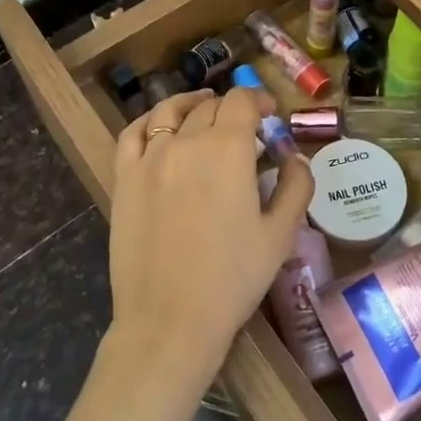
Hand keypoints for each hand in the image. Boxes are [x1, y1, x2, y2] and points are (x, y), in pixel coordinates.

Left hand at [105, 88, 314, 395]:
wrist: (169, 321)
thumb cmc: (232, 279)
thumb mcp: (280, 235)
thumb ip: (296, 186)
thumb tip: (295, 156)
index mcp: (228, 149)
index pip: (242, 101)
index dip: (259, 100)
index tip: (270, 113)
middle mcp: (187, 141)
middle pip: (210, 107)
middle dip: (233, 110)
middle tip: (246, 129)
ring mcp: (150, 157)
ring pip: (171, 112)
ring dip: (192, 104)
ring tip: (204, 108)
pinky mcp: (124, 178)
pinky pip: (133, 133)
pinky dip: (150, 120)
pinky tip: (160, 124)